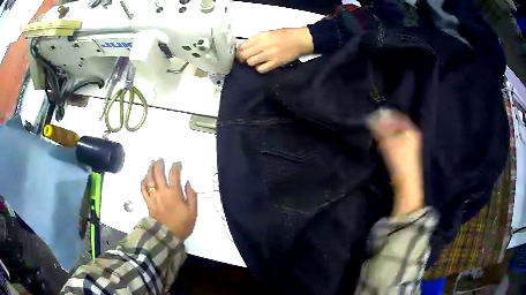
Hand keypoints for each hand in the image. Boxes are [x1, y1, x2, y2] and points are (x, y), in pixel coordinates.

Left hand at [141, 159, 196, 239]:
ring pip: (149, 179)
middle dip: (160, 163)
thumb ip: (192, 196)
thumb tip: (188, 182)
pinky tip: (145, 177)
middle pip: (158, 173)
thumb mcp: (193, 211)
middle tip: (161, 158)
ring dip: (150, 169)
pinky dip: (143, 181)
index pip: (174, 174)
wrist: (167, 236)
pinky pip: (143, 189)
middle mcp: (162, 192)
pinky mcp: (147, 202)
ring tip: (151, 163)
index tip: (178, 163)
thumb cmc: (182, 224)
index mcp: (174, 193)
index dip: (176, 166)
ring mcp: (153, 196)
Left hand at [237, 27, 313, 73]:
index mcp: (261, 36)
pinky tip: (262, 65)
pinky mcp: (275, 63)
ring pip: (251, 62)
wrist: (300, 40)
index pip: (243, 45)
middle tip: (244, 59)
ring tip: (255, 61)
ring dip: (251, 63)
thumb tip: (245, 47)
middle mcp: (263, 44)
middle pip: (244, 55)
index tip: (240, 53)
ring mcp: (269, 54)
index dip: (239, 51)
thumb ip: (256, 39)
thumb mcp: (268, 33)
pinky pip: (261, 69)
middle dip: (242, 58)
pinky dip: (259, 68)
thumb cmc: (285, 35)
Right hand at [368, 109, 423, 214]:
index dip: (386, 115)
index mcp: (411, 129)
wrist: (406, 183)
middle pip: (397, 125)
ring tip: (375, 136)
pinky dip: (389, 140)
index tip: (374, 117)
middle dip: (385, 125)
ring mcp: (411, 144)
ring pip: (396, 134)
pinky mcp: (407, 153)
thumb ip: (379, 128)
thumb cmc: (398, 160)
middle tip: (373, 126)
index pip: (397, 116)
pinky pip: (397, 141)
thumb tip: (371, 116)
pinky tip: (382, 144)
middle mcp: (413, 134)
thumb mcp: (387, 141)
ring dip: (386, 133)